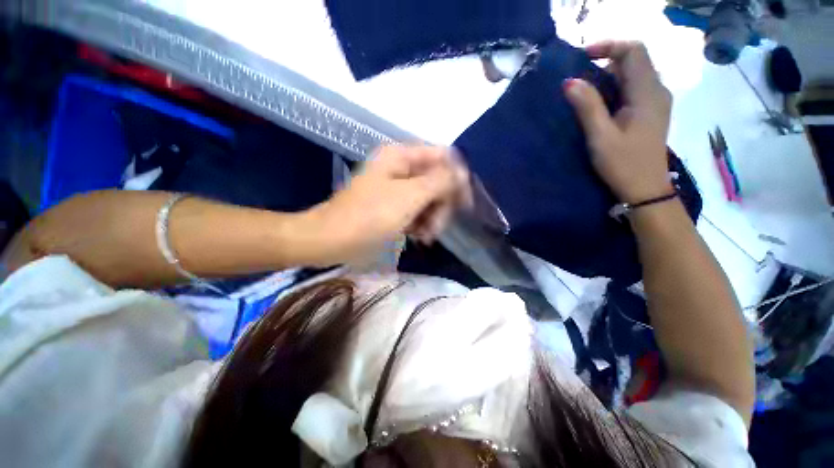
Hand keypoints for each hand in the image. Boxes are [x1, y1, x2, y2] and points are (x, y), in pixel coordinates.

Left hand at [302, 145, 471, 265]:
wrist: (331, 240)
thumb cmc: (369, 217)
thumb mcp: (409, 197)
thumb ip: (439, 181)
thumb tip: (463, 173)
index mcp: (402, 156)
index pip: (444, 157)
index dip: (457, 178)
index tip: (463, 204)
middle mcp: (400, 167)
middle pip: (437, 179)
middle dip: (442, 204)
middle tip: (436, 226)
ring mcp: (396, 187)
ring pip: (429, 197)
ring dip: (433, 217)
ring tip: (426, 236)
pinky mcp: (393, 205)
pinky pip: (417, 209)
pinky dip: (421, 223)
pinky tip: (418, 236)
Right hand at [564, 41, 673, 203]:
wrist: (646, 190)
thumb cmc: (623, 164)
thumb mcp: (601, 137)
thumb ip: (588, 107)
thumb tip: (570, 82)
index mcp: (647, 92)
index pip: (634, 50)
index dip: (608, 45)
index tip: (582, 57)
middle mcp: (657, 90)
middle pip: (634, 60)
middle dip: (604, 61)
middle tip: (577, 78)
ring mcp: (656, 101)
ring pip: (632, 74)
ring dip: (607, 76)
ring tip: (583, 92)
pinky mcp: (650, 112)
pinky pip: (633, 89)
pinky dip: (614, 88)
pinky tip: (598, 105)